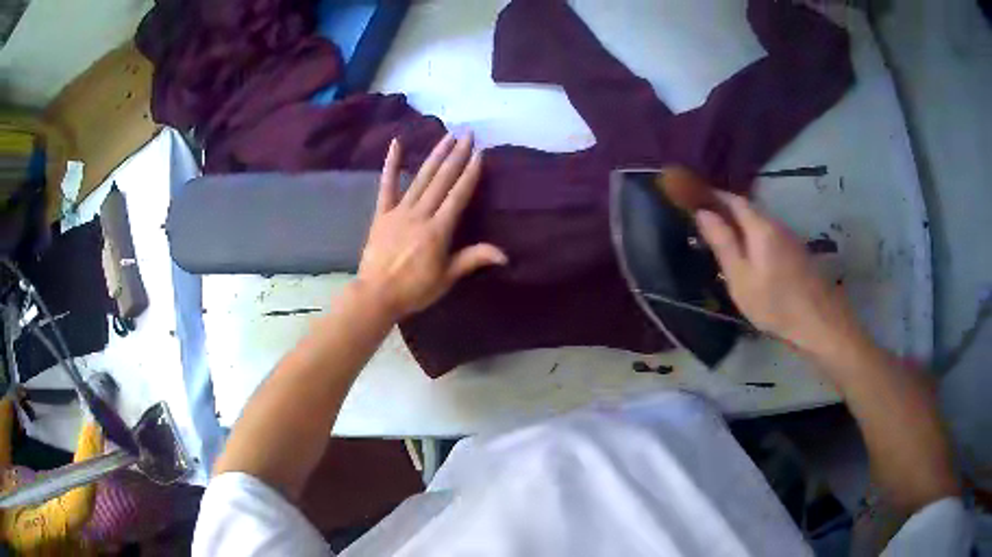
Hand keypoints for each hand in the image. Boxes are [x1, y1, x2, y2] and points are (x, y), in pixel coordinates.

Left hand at [357, 133, 507, 318]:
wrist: (376, 295)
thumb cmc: (414, 290)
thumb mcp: (447, 277)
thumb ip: (473, 259)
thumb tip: (505, 255)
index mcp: (438, 230)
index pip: (458, 195)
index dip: (470, 173)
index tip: (479, 154)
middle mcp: (421, 214)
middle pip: (442, 180)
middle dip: (457, 155)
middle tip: (468, 135)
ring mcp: (399, 210)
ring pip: (421, 177)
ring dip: (435, 155)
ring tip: (448, 136)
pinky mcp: (382, 213)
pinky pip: (387, 185)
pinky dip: (391, 164)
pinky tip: (396, 144)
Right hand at [695, 192, 861, 354]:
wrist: (819, 322)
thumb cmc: (775, 304)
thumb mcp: (741, 278)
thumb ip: (723, 243)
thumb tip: (703, 212)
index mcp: (760, 226)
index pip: (733, 199)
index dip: (714, 196)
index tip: (694, 198)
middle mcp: (776, 224)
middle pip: (748, 209)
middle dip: (726, 210)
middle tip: (705, 222)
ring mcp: (790, 238)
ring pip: (760, 222)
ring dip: (741, 225)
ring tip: (723, 238)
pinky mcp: (797, 252)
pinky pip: (770, 235)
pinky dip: (754, 237)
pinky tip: (750, 255)